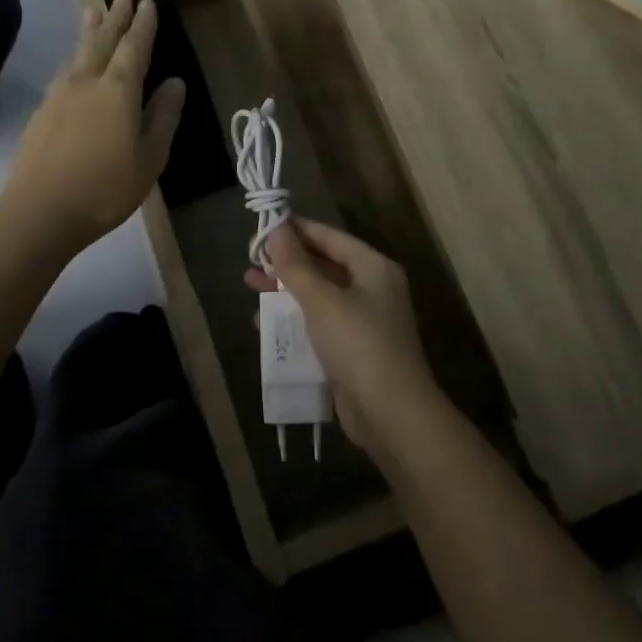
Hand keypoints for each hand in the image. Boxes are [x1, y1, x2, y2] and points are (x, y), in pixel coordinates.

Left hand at [0, 0, 184, 252]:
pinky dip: (74, 58)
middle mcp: (87, 82)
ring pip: (78, 53)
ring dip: (89, 30)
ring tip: (93, 11)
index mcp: (118, 90)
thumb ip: (163, 116)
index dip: (143, 25)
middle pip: (103, 40)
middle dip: (115, 17)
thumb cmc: (106, 188)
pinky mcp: (41, 112)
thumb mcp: (150, 158)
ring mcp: (58, 95)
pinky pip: (63, 72)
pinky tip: (73, 64)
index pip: (134, 47)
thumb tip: (175, 83)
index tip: (148, 3)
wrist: (40, 212)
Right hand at [244, 219, 445, 456]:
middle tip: (252, 261)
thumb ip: (296, 265)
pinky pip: (320, 325)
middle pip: (324, 266)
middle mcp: (373, 289)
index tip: (264, 226)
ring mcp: (364, 322)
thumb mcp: (321, 300)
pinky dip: (296, 320)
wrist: (391, 414)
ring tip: (250, 287)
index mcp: (374, 268)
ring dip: (286, 292)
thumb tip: (276, 229)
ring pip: (319, 296)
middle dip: (287, 263)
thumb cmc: (358, 344)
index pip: (331, 237)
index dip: (298, 230)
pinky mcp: (354, 351)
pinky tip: (265, 325)